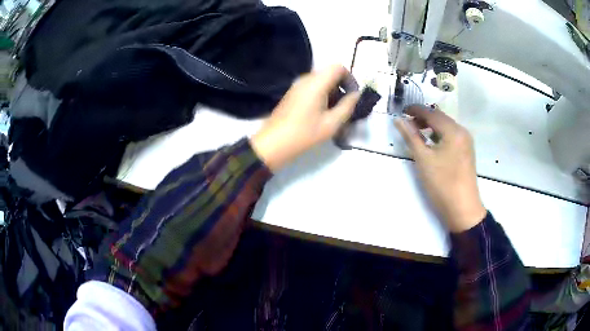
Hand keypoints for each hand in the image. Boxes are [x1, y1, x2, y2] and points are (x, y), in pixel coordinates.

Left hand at [250, 65, 359, 171]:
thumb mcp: (331, 123)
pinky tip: (322, 113)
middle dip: (342, 86)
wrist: (273, 143)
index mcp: (316, 83)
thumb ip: (347, 106)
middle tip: (346, 106)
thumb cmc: (304, 134)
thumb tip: (356, 95)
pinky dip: (322, 95)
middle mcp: (306, 79)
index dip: (350, 79)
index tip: (353, 96)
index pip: (338, 67)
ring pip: (321, 81)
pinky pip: (312, 87)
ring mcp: (297, 86)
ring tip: (335, 112)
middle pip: (330, 73)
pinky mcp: (292, 93)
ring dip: (332, 92)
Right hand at [394, 105, 485, 232]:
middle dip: (423, 117)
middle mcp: (462, 132)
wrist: (463, 209)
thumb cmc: (442, 183)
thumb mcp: (423, 159)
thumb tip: (398, 120)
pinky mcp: (466, 152)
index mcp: (453, 131)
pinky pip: (451, 136)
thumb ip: (411, 137)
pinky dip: (439, 135)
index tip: (402, 110)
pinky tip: (432, 143)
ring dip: (431, 126)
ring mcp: (466, 142)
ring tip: (417, 132)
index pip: (432, 113)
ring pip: (446, 127)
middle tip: (407, 122)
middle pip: (440, 118)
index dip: (416, 110)